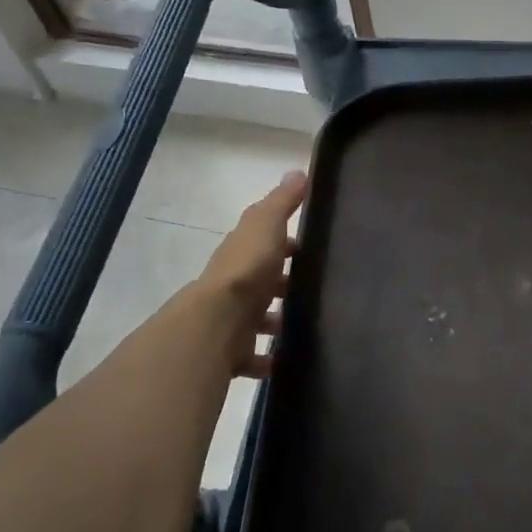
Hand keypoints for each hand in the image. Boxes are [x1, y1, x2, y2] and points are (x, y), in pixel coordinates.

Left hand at [200, 170, 306, 377]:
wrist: (217, 323)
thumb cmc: (247, 269)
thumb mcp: (267, 225)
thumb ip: (282, 201)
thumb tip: (298, 172)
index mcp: (242, 253)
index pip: (264, 243)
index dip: (284, 243)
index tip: (308, 246)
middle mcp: (234, 285)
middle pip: (261, 281)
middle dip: (282, 284)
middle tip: (314, 289)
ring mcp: (231, 320)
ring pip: (257, 318)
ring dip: (275, 320)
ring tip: (306, 324)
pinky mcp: (232, 351)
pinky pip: (253, 355)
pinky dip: (267, 358)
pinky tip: (286, 359)